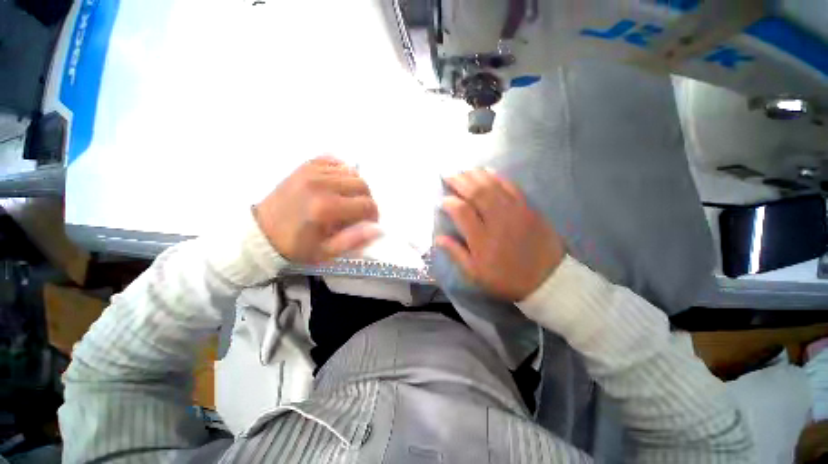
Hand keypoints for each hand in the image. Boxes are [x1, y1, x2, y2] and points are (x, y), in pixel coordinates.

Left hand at [255, 156, 379, 263]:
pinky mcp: (305, 166)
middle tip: (359, 212)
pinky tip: (338, 184)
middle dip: (367, 200)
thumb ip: (355, 240)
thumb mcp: (327, 252)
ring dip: (356, 187)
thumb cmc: (296, 246)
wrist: (260, 233)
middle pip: (362, 185)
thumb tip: (378, 229)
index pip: (366, 205)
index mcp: (326, 208)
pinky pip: (335, 161)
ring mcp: (312, 171)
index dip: (373, 215)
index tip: (369, 223)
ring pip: (351, 172)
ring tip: (348, 199)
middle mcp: (321, 184)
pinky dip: (342, 171)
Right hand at [436, 169, 565, 300]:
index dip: (449, 202)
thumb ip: (456, 254)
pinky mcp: (528, 208)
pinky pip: (511, 186)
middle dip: (459, 181)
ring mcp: (515, 212)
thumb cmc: (506, 279)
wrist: (546, 280)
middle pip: (476, 193)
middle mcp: (497, 221)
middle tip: (448, 174)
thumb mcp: (476, 274)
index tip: (442, 200)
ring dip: (475, 175)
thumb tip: (438, 238)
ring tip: (463, 170)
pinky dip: (498, 176)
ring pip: (492, 186)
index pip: (461, 211)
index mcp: (481, 239)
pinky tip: (488, 171)